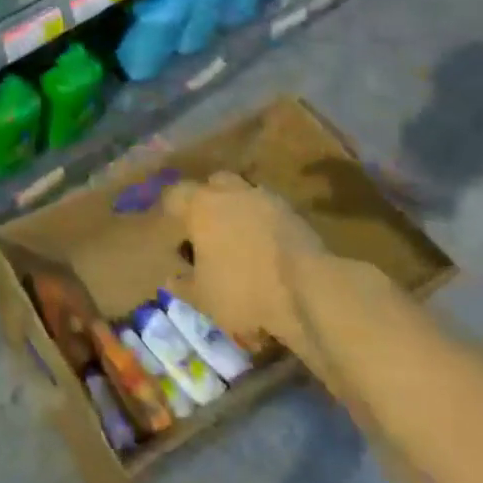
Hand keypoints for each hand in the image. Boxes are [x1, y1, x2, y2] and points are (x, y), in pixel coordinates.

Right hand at [160, 172, 402, 343]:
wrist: (311, 290)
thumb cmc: (244, 290)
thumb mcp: (202, 298)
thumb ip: (183, 284)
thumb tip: (173, 276)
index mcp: (201, 205)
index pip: (174, 195)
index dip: (170, 211)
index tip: (172, 231)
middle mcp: (233, 192)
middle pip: (214, 184)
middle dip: (209, 201)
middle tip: (207, 231)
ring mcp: (268, 199)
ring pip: (245, 195)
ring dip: (239, 211)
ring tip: (239, 242)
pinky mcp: (296, 214)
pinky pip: (270, 213)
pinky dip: (264, 225)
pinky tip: (266, 251)